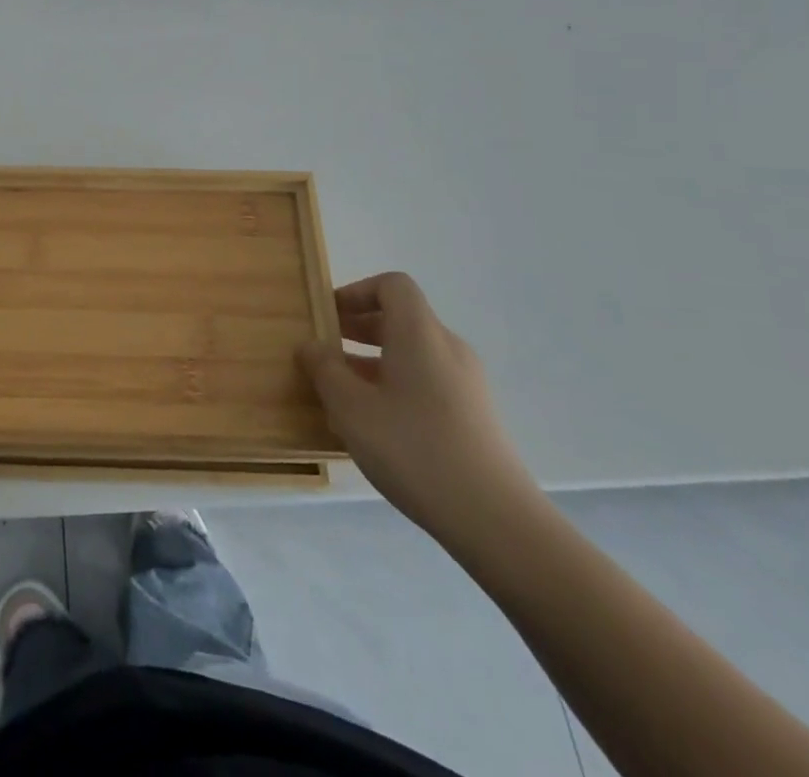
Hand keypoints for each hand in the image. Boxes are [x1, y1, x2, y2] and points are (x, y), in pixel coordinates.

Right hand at [298, 272, 536, 543]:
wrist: (496, 521)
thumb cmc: (414, 449)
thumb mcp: (351, 408)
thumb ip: (325, 370)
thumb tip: (312, 346)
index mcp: (420, 334)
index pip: (392, 286)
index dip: (356, 292)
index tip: (327, 317)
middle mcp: (448, 349)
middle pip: (401, 318)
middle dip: (357, 328)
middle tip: (324, 351)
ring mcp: (467, 384)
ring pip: (412, 353)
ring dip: (372, 361)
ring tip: (340, 394)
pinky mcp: (475, 416)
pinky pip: (427, 382)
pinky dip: (395, 386)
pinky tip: (374, 425)